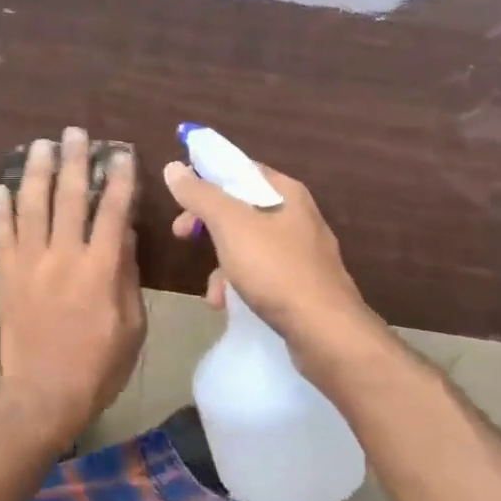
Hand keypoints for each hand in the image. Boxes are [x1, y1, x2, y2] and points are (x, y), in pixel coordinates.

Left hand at [0, 128, 145, 445]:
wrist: (43, 396)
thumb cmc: (98, 366)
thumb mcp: (131, 326)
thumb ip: (127, 276)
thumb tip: (123, 232)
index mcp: (100, 269)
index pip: (112, 211)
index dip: (117, 178)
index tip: (119, 153)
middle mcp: (63, 256)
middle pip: (69, 197)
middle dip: (73, 160)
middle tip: (74, 132)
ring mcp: (30, 263)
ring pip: (31, 206)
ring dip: (35, 171)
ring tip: (39, 145)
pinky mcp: (6, 275)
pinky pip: (1, 235)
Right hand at [163, 159, 380, 373]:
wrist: (326, 333)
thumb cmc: (276, 269)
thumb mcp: (230, 226)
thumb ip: (200, 195)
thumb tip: (173, 167)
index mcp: (286, 193)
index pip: (240, 169)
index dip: (206, 176)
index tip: (179, 194)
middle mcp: (297, 216)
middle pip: (239, 207)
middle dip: (207, 222)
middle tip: (181, 233)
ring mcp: (301, 252)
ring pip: (247, 243)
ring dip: (220, 261)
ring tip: (211, 289)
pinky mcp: (301, 284)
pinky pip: (260, 273)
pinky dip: (238, 284)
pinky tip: (226, 304)